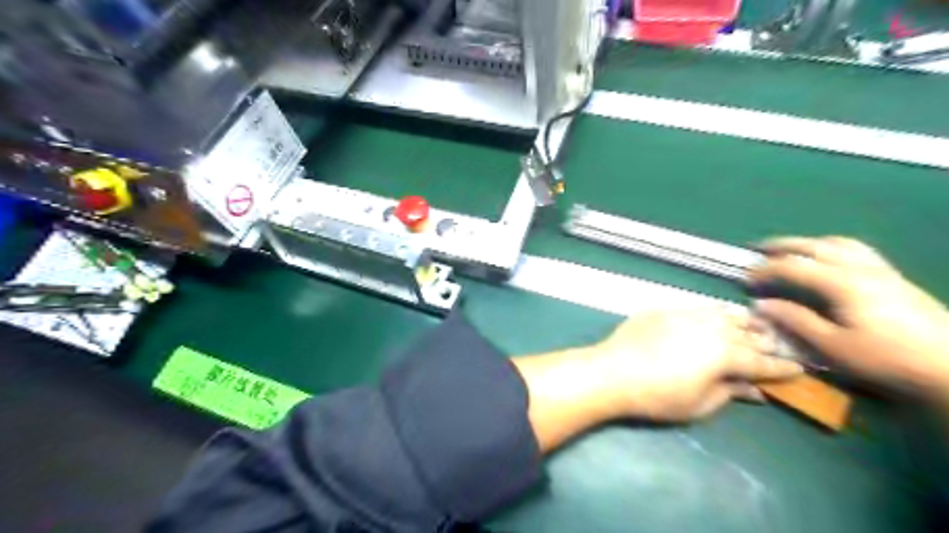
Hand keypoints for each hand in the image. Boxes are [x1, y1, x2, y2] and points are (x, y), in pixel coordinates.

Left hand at [591, 306, 798, 422]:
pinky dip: (714, 311)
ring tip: (755, 323)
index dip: (781, 367)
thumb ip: (729, 393)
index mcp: (725, 355)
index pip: (761, 362)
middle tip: (781, 343)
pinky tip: (717, 313)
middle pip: (747, 334)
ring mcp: (687, 314)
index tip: (799, 369)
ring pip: (725, 314)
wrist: (613, 371)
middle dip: (766, 340)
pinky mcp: (666, 309)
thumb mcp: (699, 404)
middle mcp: (712, 328)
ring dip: (743, 321)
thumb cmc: (657, 396)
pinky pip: (699, 307)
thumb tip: (754, 390)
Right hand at [753, 236, 948, 394]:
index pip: (793, 267)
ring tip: (791, 250)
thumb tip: (761, 304)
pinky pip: (856, 250)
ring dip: (808, 243)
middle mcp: (860, 268)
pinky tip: (829, 260)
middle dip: (782, 246)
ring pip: (838, 243)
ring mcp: (881, 270)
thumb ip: (795, 321)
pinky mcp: (895, 278)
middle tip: (758, 249)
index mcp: (842, 283)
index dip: (765, 270)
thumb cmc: (888, 359)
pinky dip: (832, 247)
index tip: (745, 279)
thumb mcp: (833, 347)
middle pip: (814, 246)